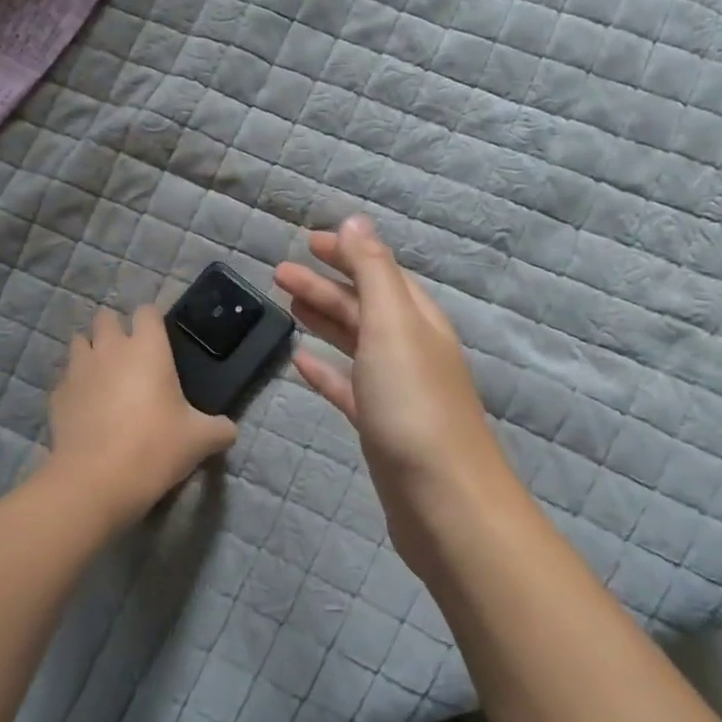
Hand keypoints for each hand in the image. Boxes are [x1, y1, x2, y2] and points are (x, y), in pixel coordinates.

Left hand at [47, 304, 237, 525]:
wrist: (96, 480)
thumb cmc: (155, 447)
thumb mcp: (200, 440)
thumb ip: (219, 429)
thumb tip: (229, 430)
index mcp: (147, 349)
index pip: (147, 311)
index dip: (153, 320)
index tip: (160, 338)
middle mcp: (110, 349)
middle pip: (105, 317)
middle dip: (115, 328)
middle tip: (129, 355)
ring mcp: (78, 369)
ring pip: (79, 342)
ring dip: (90, 350)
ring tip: (103, 374)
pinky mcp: (57, 394)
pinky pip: (65, 378)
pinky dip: (75, 385)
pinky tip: (85, 406)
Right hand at [275, 217, 511, 551]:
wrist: (443, 501)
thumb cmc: (414, 404)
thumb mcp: (392, 325)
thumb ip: (372, 270)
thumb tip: (355, 220)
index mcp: (418, 319)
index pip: (380, 271)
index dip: (346, 252)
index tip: (306, 241)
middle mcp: (410, 349)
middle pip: (364, 305)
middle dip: (324, 285)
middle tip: (278, 273)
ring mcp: (396, 390)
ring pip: (355, 343)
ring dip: (323, 320)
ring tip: (286, 306)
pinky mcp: (380, 427)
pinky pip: (348, 386)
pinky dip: (325, 370)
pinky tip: (300, 362)